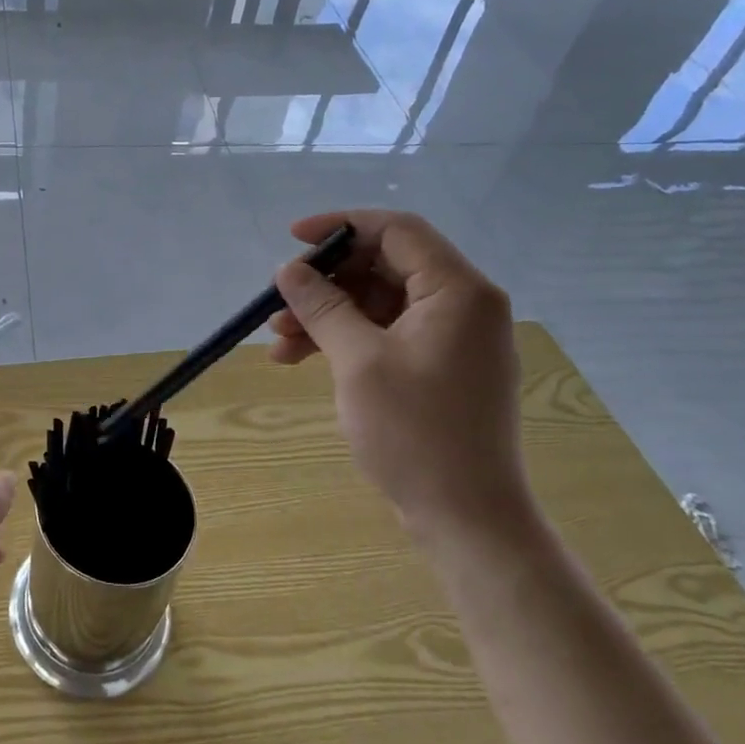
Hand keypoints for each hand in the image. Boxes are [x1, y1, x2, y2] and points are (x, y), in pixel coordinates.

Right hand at [268, 210, 530, 540]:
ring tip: (277, 340)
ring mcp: (453, 338)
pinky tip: (300, 357)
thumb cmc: (415, 432)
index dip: (340, 226)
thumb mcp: (358, 361)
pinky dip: (345, 340)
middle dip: (326, 282)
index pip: (397, 231)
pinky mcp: (439, 367)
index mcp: (458, 291)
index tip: (292, 239)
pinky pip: (386, 334)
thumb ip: (323, 306)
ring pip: (379, 303)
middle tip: (279, 301)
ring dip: (327, 315)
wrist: (466, 517)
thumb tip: (290, 271)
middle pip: (384, 267)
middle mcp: (463, 305)